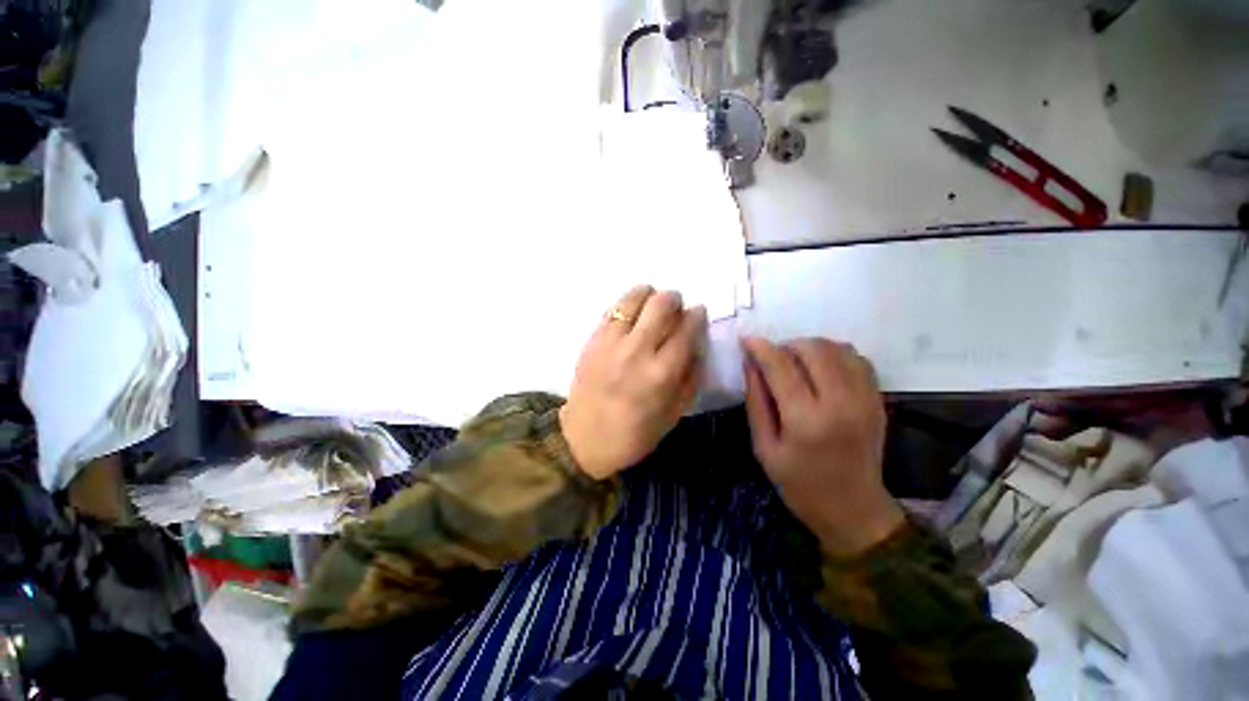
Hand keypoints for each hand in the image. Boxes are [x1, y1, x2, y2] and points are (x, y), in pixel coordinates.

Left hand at [560, 286, 707, 479]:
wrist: (584, 439)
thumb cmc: (634, 433)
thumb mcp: (674, 413)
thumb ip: (691, 377)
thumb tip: (697, 345)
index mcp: (662, 373)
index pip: (687, 329)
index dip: (697, 315)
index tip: (698, 312)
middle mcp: (637, 351)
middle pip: (661, 305)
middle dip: (674, 298)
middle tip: (676, 304)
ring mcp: (611, 342)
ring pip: (633, 299)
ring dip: (648, 294)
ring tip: (652, 300)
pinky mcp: (592, 340)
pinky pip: (612, 310)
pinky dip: (626, 305)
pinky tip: (630, 312)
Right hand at [741, 337, 903, 555]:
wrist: (854, 509)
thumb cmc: (799, 484)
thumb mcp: (764, 447)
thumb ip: (756, 401)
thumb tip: (750, 364)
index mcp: (806, 420)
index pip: (780, 366)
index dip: (760, 347)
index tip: (746, 340)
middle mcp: (840, 403)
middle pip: (813, 349)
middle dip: (786, 345)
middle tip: (773, 359)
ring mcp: (865, 399)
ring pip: (837, 348)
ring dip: (810, 347)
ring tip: (796, 364)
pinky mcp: (878, 400)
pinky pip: (857, 359)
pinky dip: (835, 355)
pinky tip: (821, 370)